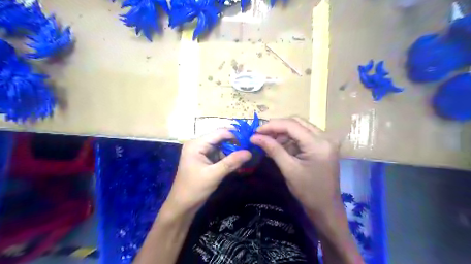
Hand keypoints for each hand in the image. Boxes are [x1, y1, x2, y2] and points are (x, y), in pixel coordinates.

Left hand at [166, 130, 253, 213]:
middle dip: (235, 143)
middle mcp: (198, 144)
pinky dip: (227, 157)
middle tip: (250, 148)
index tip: (250, 141)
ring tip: (246, 155)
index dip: (235, 135)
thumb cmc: (194, 189)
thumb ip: (231, 162)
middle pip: (220, 138)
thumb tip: (249, 152)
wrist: (182, 206)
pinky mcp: (204, 159)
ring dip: (232, 151)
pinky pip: (218, 154)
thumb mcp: (214, 175)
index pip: (219, 133)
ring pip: (220, 146)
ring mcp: (200, 151)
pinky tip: (237, 162)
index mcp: (196, 144)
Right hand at [250, 116, 342, 215]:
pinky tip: (279, 146)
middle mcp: (325, 136)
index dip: (271, 126)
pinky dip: (290, 139)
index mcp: (318, 143)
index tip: (255, 131)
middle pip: (296, 122)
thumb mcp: (288, 169)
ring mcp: (325, 140)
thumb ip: (272, 149)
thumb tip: (254, 137)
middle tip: (261, 135)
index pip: (291, 125)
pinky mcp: (323, 145)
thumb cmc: (308, 192)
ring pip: (299, 127)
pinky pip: (303, 135)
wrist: (326, 208)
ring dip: (283, 133)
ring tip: (268, 142)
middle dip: (277, 127)